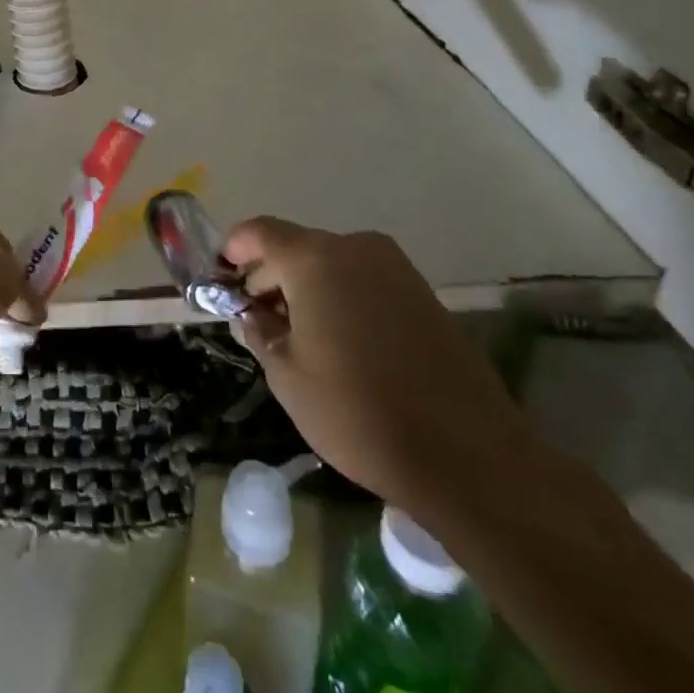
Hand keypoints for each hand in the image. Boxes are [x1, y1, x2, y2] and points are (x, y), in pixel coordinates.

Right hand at [223, 218, 537, 519]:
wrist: (472, 460)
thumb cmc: (359, 412)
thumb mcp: (287, 376)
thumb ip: (260, 333)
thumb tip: (250, 315)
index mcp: (313, 259)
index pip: (259, 232)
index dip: (234, 249)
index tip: (221, 277)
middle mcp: (354, 249)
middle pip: (295, 248)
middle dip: (270, 277)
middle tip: (254, 318)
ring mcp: (395, 270)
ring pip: (331, 265)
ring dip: (306, 289)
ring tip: (296, 336)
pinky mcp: (424, 296)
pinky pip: (364, 282)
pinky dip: (341, 299)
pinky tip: (339, 343)